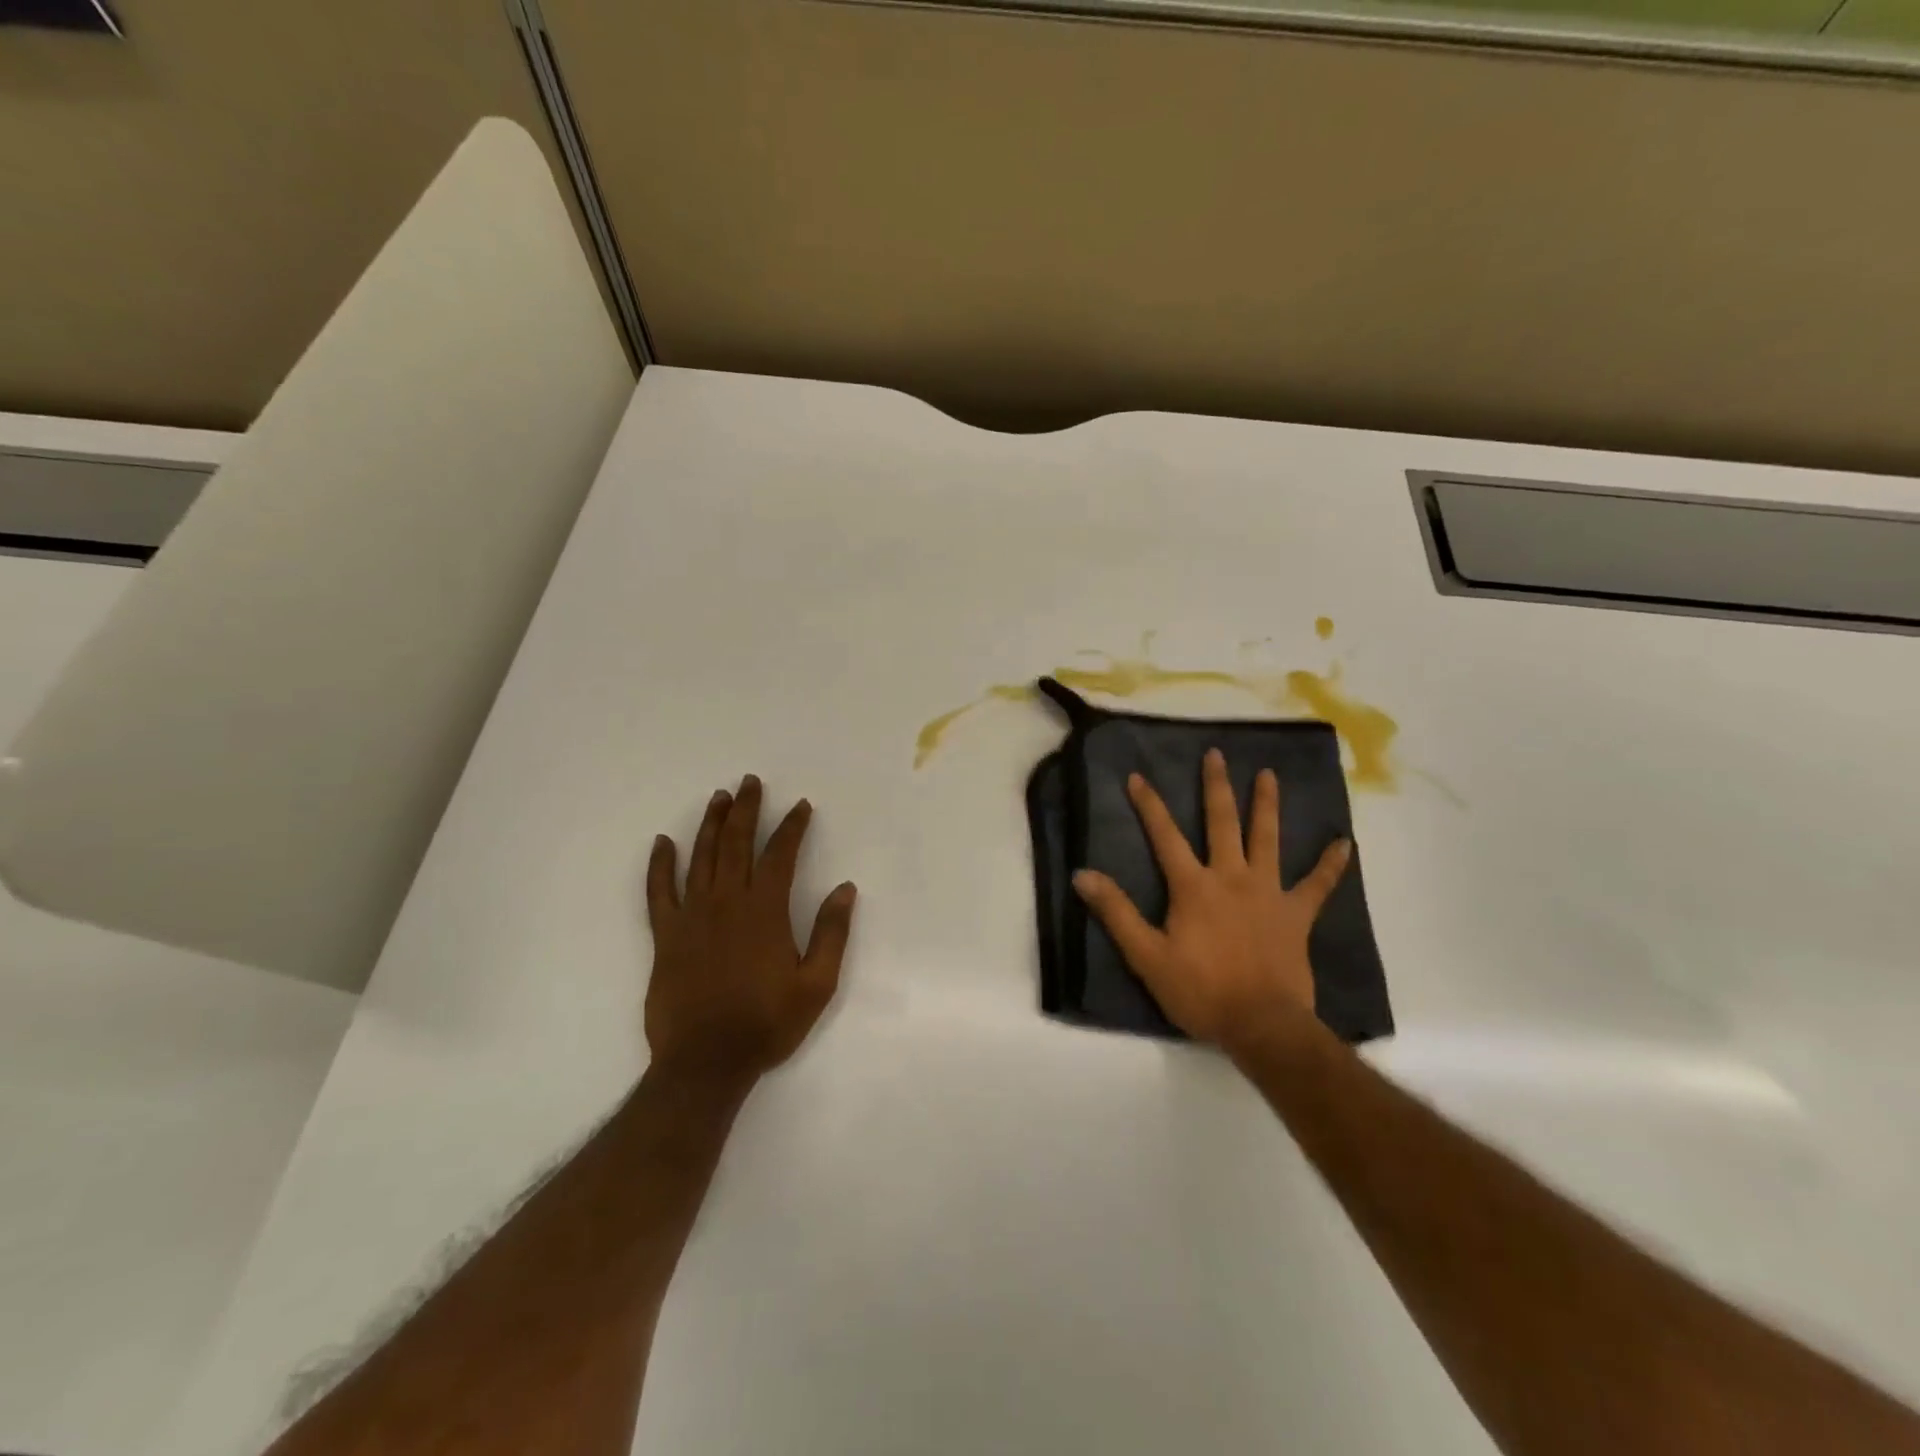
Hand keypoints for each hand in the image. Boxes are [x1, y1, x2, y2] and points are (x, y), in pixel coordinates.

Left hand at [645, 775, 856, 1084]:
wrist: (705, 1062)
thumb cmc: (767, 1023)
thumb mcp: (817, 984)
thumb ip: (832, 933)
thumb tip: (845, 888)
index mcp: (765, 911)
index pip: (781, 855)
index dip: (792, 827)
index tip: (801, 806)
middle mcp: (727, 902)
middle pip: (737, 844)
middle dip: (747, 810)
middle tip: (750, 782)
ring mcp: (692, 916)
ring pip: (701, 857)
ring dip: (711, 824)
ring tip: (719, 798)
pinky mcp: (665, 935)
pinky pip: (659, 891)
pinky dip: (660, 864)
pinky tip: (663, 842)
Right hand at [1072, 748, 1349, 1056]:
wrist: (1262, 1025)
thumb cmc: (1200, 991)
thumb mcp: (1146, 956)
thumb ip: (1116, 912)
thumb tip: (1082, 874)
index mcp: (1194, 886)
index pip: (1165, 836)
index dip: (1149, 805)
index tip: (1137, 776)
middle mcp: (1232, 877)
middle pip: (1222, 823)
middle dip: (1216, 787)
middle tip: (1216, 754)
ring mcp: (1268, 893)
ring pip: (1268, 839)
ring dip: (1267, 805)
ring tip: (1269, 774)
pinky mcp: (1296, 915)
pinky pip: (1318, 885)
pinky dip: (1331, 864)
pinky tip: (1344, 844)